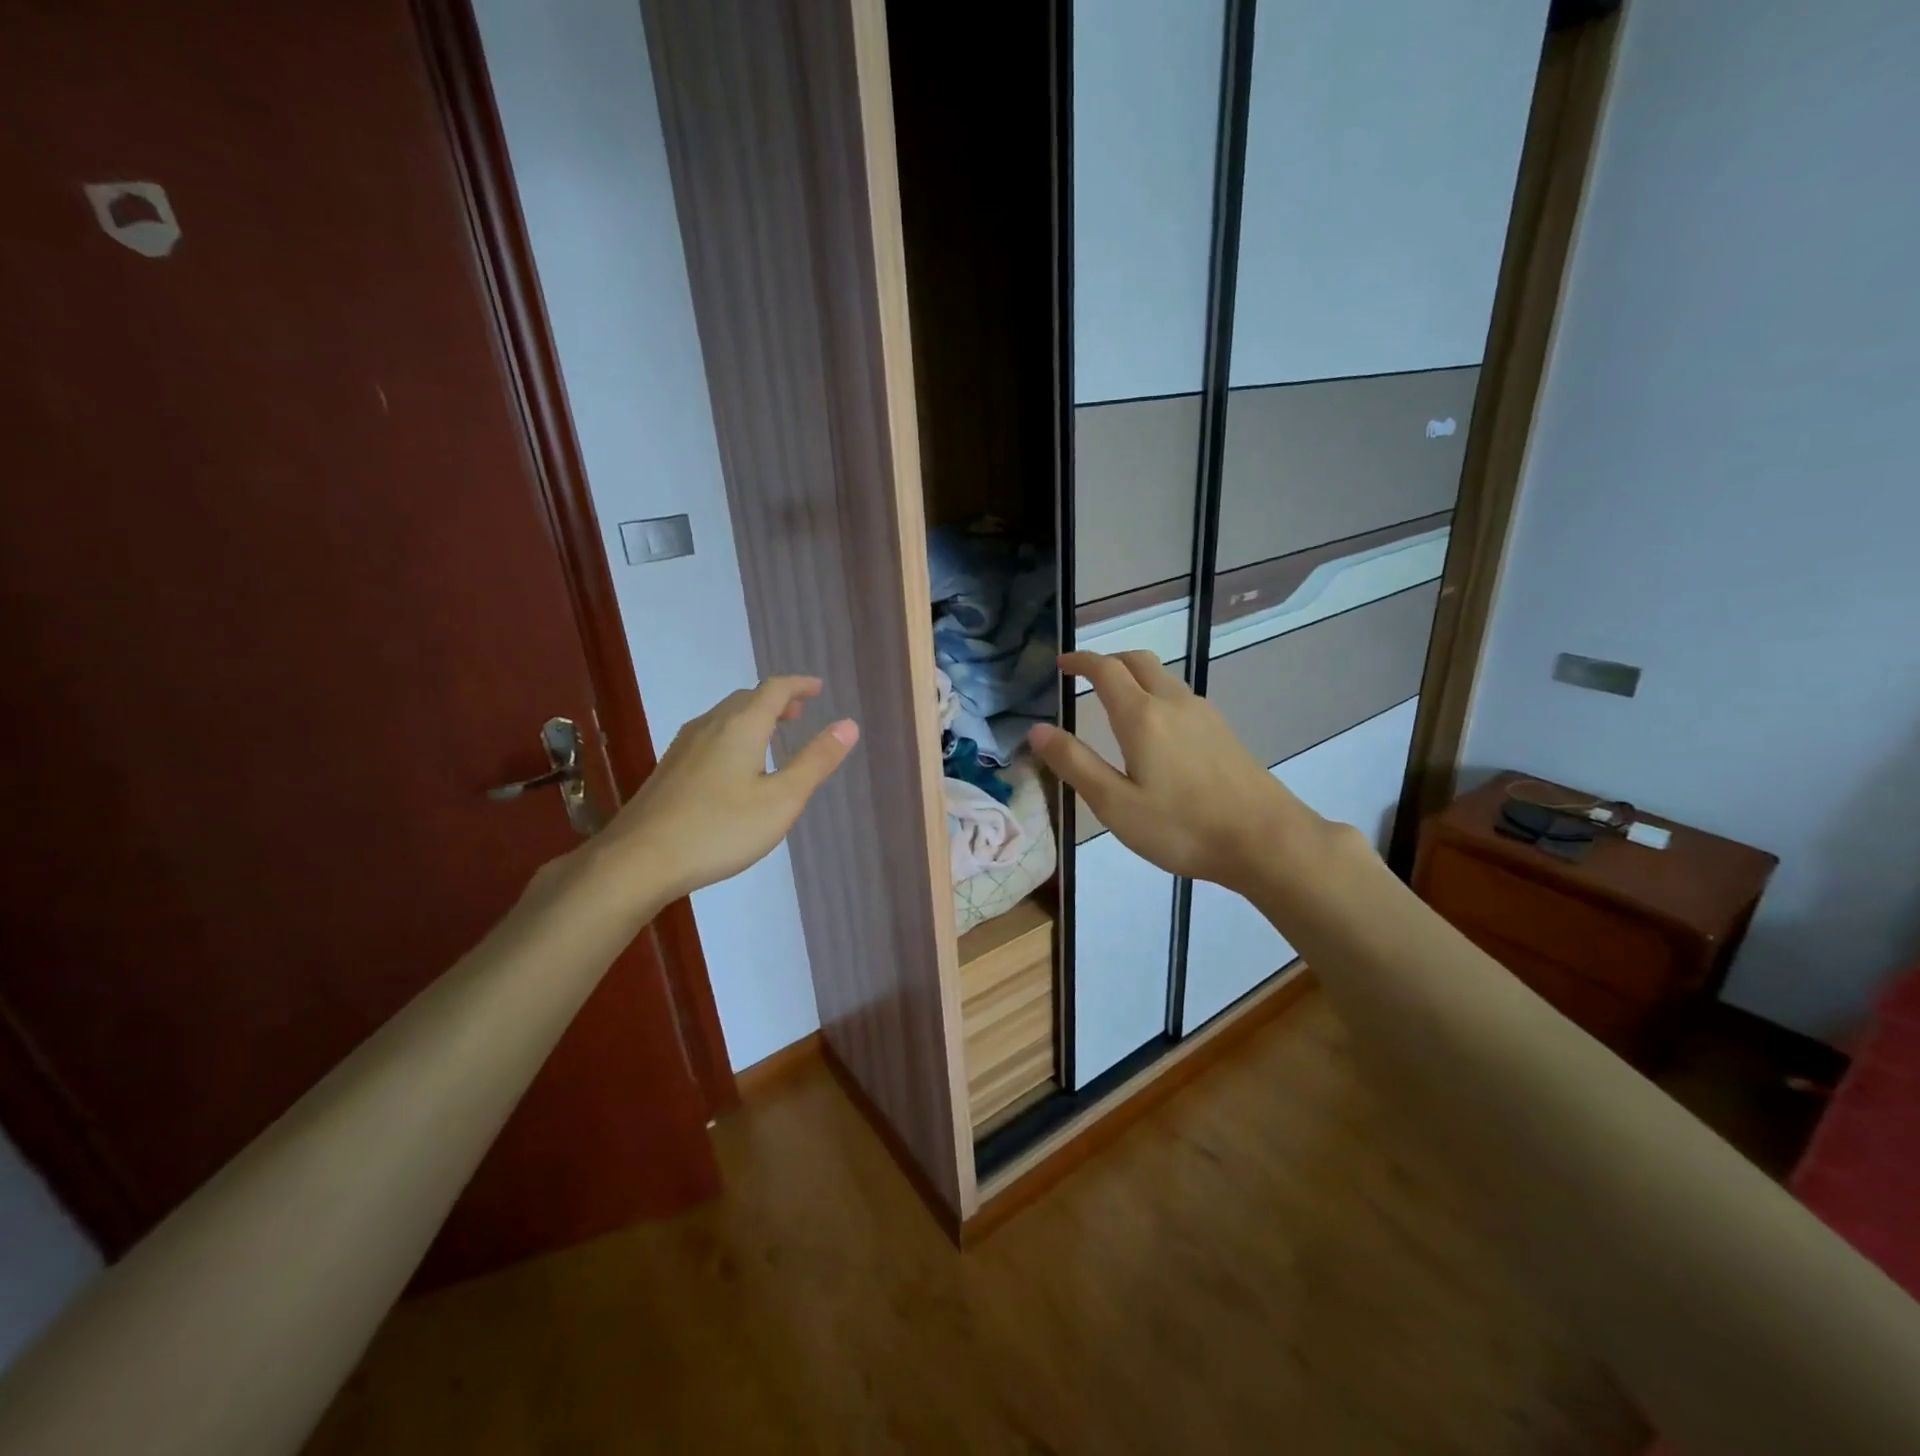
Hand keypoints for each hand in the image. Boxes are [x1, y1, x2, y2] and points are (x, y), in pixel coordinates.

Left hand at [587, 676, 857, 905]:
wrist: (639, 860)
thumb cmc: (720, 829)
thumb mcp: (782, 800)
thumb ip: (815, 761)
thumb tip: (848, 724)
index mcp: (741, 726)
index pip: (774, 689)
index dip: (799, 685)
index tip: (818, 688)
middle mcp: (710, 726)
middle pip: (746, 699)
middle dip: (776, 700)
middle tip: (798, 713)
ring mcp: (683, 747)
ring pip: (724, 717)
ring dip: (753, 717)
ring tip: (771, 736)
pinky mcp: (668, 769)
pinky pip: (709, 736)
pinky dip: (733, 735)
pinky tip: (733, 766)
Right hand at [1027, 651, 1328, 896]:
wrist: (1266, 840)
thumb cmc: (1182, 827)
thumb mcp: (1115, 804)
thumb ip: (1075, 764)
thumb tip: (1037, 729)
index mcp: (1142, 717)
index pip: (1105, 670)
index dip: (1080, 661)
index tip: (1061, 664)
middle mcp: (1173, 703)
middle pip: (1138, 661)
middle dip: (1108, 660)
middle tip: (1086, 675)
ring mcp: (1204, 715)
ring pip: (1163, 676)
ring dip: (1135, 675)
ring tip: (1116, 699)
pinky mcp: (1223, 731)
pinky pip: (1181, 696)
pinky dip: (1156, 693)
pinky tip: (1156, 727)